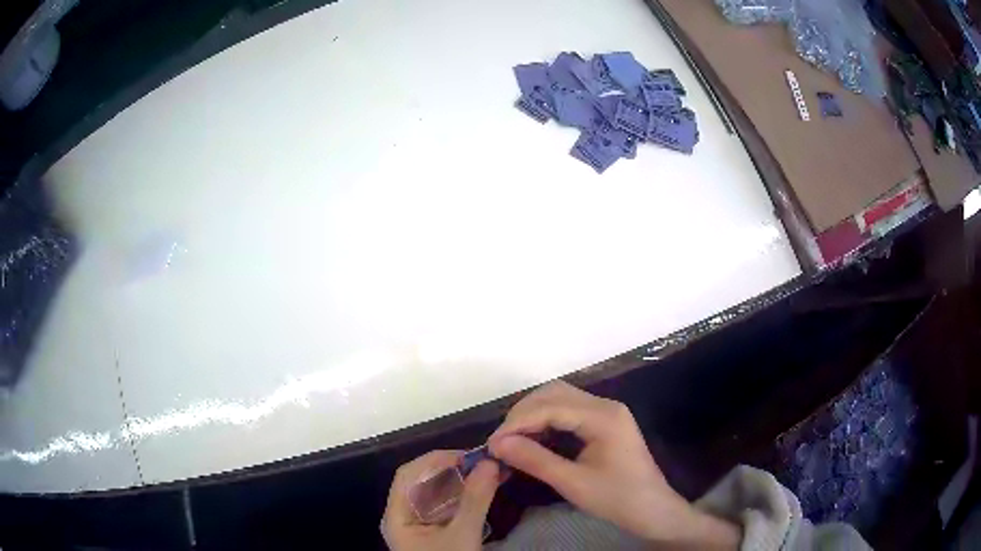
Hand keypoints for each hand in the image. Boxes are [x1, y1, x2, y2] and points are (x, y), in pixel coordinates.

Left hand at [382, 450, 499, 550]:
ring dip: (459, 483)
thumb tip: (490, 463)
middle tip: (484, 465)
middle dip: (451, 470)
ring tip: (487, 475)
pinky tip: (480, 494)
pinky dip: (461, 497)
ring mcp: (415, 526)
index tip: (469, 457)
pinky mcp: (430, 534)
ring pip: (433, 495)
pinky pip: (442, 508)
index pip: (409, 475)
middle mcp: (402, 516)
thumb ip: (475, 500)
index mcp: (397, 516)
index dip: (436, 460)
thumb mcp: (462, 536)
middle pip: (420, 483)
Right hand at [488, 381, 739, 549]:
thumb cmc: (617, 499)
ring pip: (561, 398)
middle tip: (501, 441)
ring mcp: (607, 412)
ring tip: (513, 439)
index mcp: (603, 417)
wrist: (653, 510)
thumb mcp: (573, 483)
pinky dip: (547, 420)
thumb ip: (535, 460)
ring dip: (533, 414)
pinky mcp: (605, 422)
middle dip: (523, 413)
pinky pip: (569, 411)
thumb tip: (497, 444)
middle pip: (554, 393)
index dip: (517, 423)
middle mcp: (605, 406)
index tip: (492, 444)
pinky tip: (534, 438)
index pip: (550, 407)